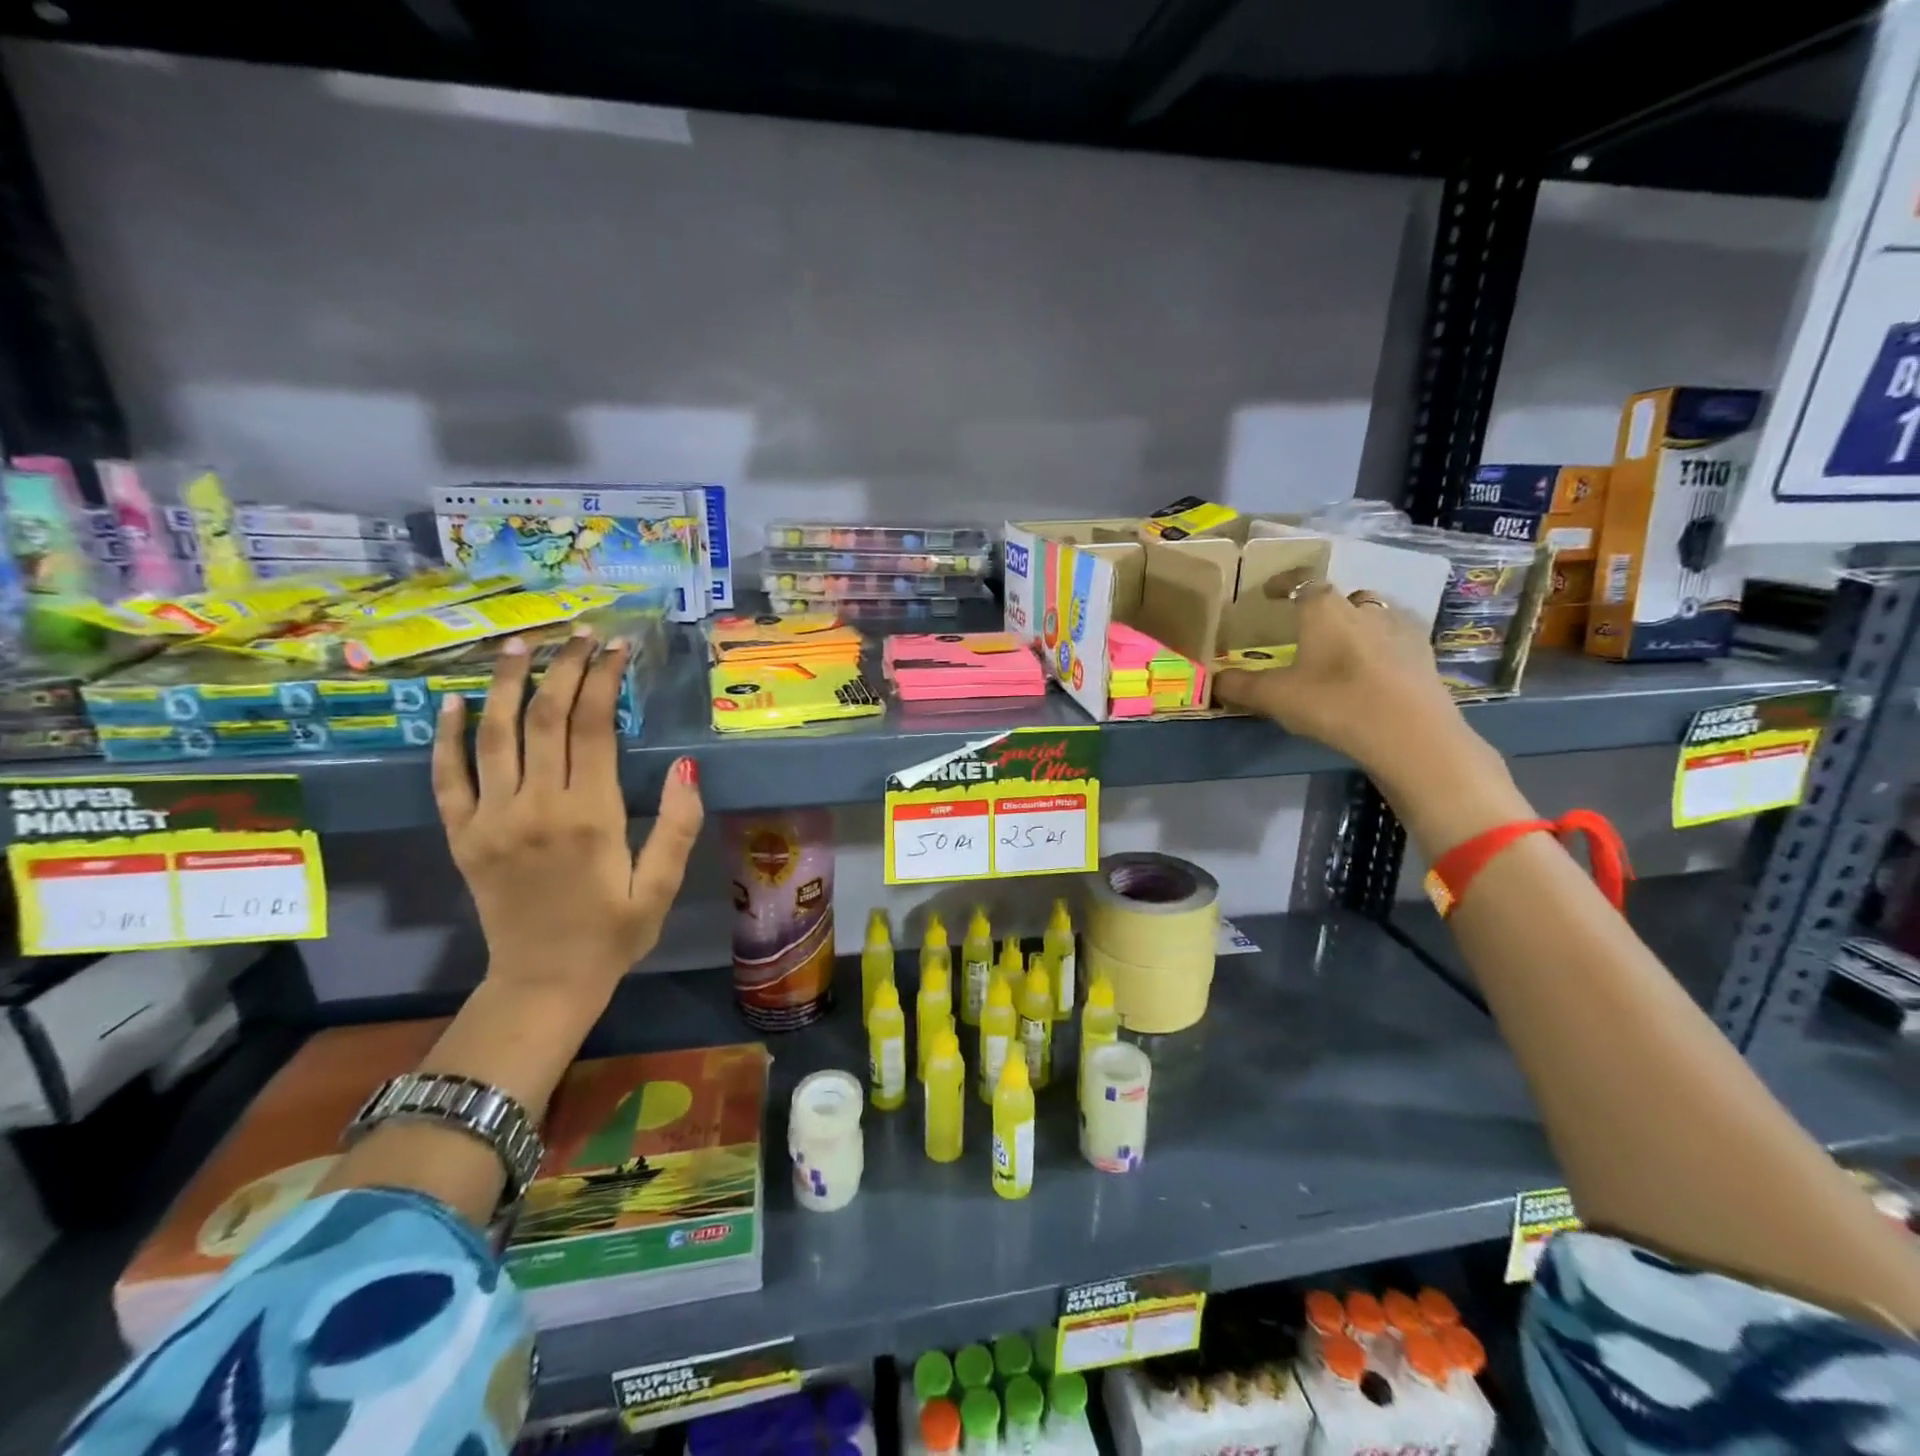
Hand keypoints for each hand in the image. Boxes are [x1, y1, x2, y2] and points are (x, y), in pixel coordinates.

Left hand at [431, 628, 703, 1000]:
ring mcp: (491, 819)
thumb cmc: (613, 934)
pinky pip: (447, 777)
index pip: (593, 728)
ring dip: (508, 685)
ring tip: (520, 645)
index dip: (603, 680)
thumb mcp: (662, 887)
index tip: (616, 649)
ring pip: (495, 735)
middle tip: (579, 634)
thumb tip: (687, 767)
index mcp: (590, 816)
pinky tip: (453, 702)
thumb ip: (677, 826)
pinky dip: (447, 737)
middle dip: (563, 668)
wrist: (543, 983)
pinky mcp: (462, 835)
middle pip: (546, 719)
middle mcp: (536, 807)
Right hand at [1213, 580, 1476, 783]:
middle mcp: (1363, 610)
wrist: (1410, 734)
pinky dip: (1383, 647)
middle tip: (1309, 628)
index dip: (1284, 584)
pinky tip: (1375, 670)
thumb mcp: (1275, 698)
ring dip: (1357, 625)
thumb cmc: (1334, 703)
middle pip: (1342, 596)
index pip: (1302, 583)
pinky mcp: (1424, 655)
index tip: (1270, 591)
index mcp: (1324, 611)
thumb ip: (1240, 687)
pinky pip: (1397, 639)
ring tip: (1343, 649)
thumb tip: (1212, 681)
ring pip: (1374, 615)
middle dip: (1325, 607)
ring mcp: (1399, 630)